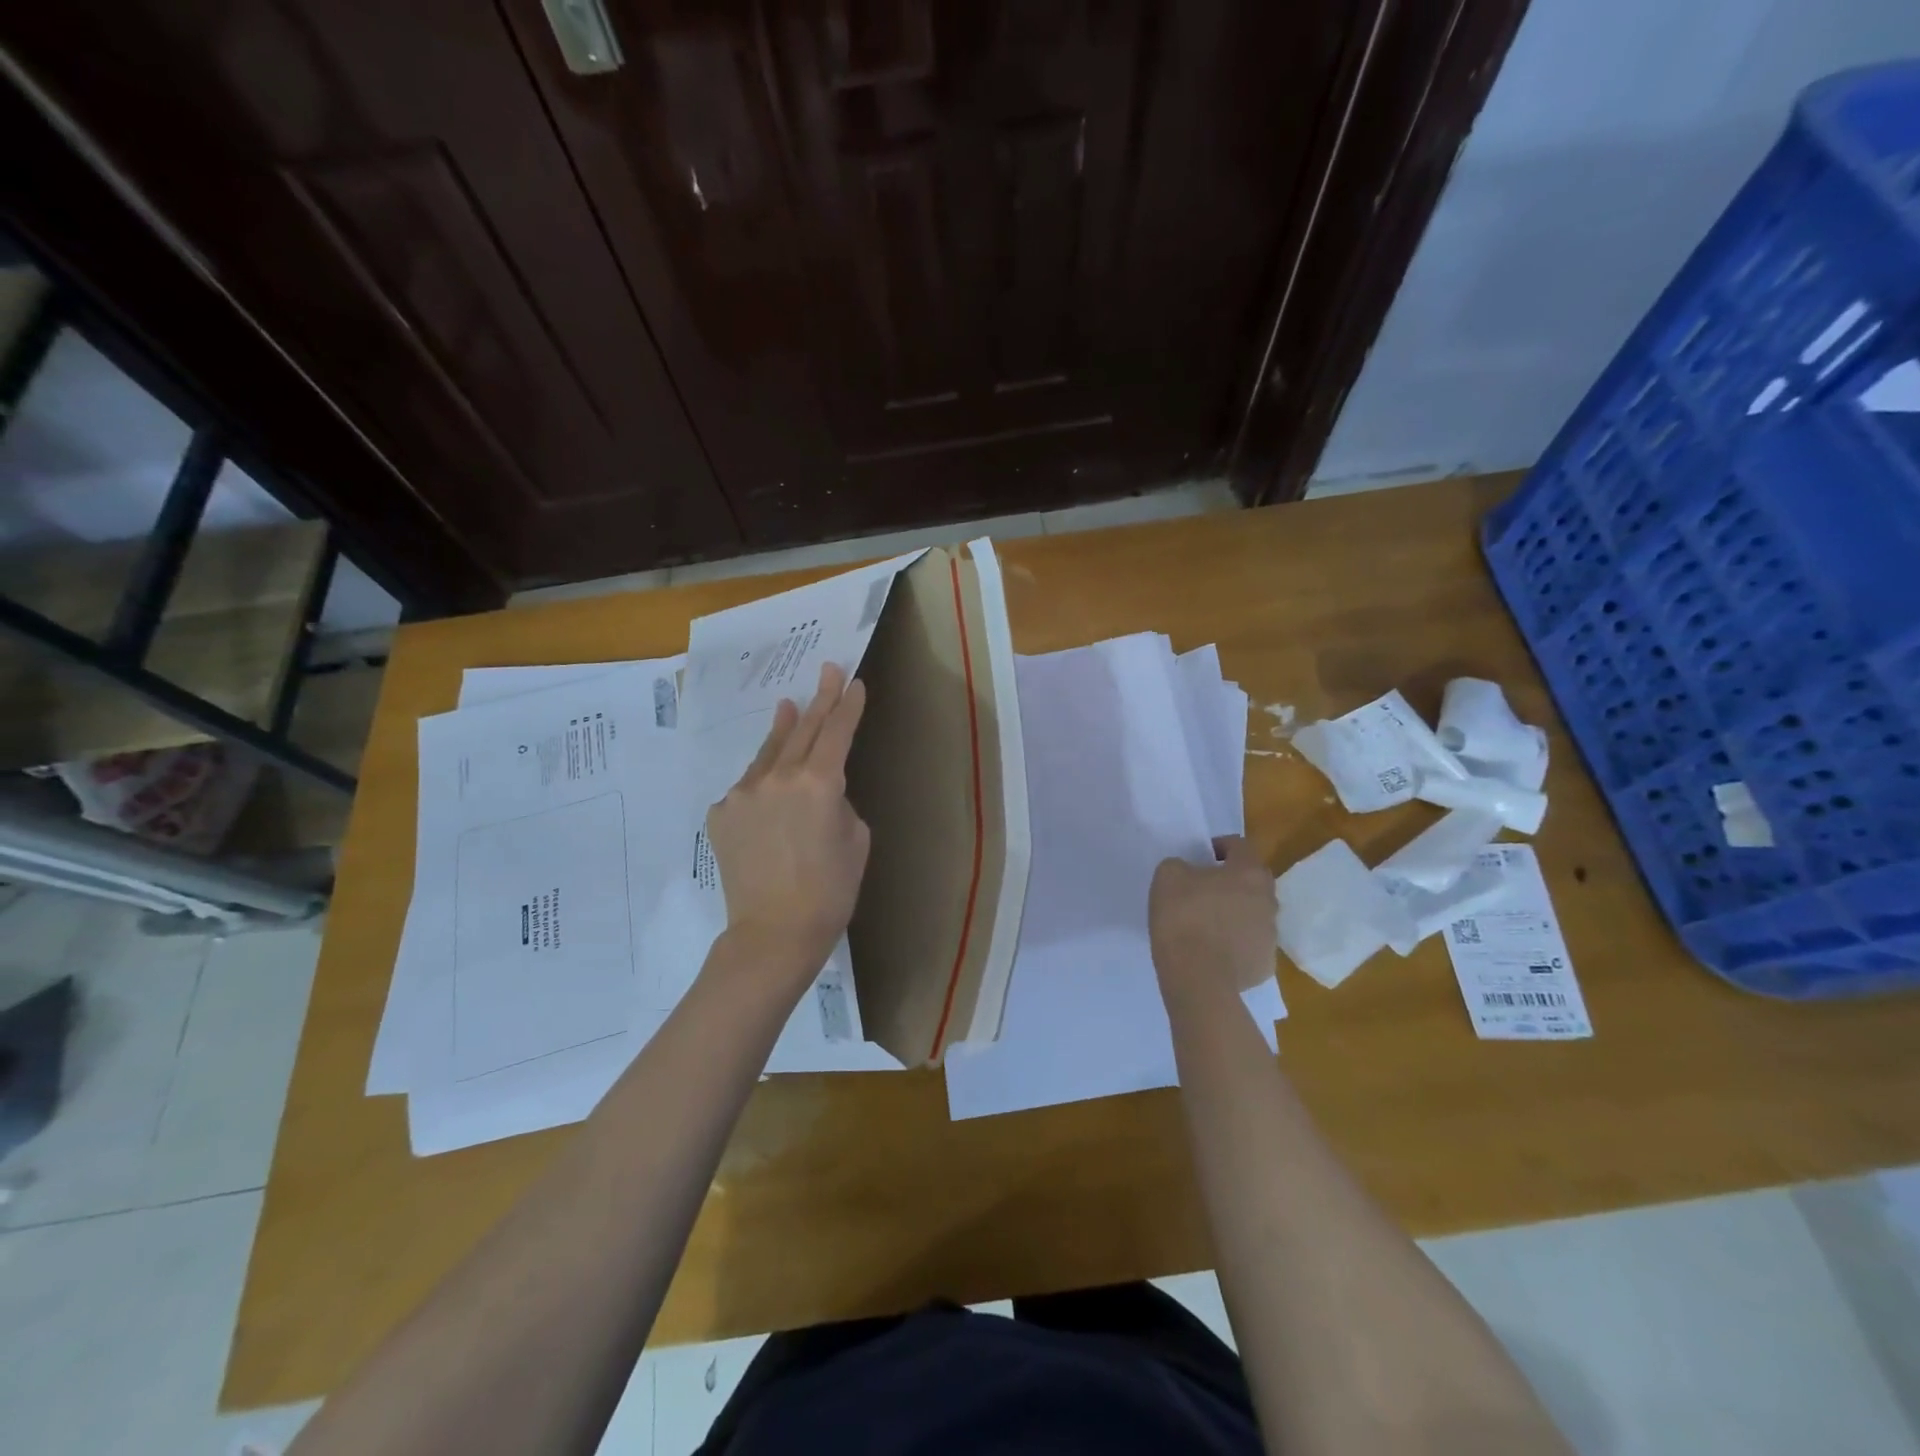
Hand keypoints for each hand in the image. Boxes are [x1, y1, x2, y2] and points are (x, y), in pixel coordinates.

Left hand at [706, 662, 870, 991]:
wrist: (773, 933)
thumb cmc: (831, 891)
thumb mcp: (856, 839)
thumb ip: (839, 802)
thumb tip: (820, 793)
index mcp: (820, 783)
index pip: (837, 732)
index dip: (848, 706)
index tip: (853, 682)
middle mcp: (778, 777)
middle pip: (803, 729)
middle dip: (819, 700)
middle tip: (827, 671)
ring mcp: (743, 793)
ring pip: (769, 753)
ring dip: (783, 728)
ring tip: (788, 706)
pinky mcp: (721, 813)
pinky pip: (748, 787)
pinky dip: (762, 779)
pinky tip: (768, 780)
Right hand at [1150, 836, 1277, 999]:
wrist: (1198, 979)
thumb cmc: (1183, 918)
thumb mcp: (1167, 876)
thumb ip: (1181, 865)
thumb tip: (1189, 872)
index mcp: (1249, 873)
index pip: (1240, 846)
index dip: (1219, 846)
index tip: (1201, 857)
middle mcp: (1268, 900)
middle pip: (1252, 881)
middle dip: (1231, 881)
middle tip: (1203, 890)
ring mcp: (1271, 935)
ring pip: (1253, 914)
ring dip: (1235, 913)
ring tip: (1206, 924)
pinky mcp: (1266, 965)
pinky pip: (1249, 945)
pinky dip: (1235, 944)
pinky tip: (1212, 951)